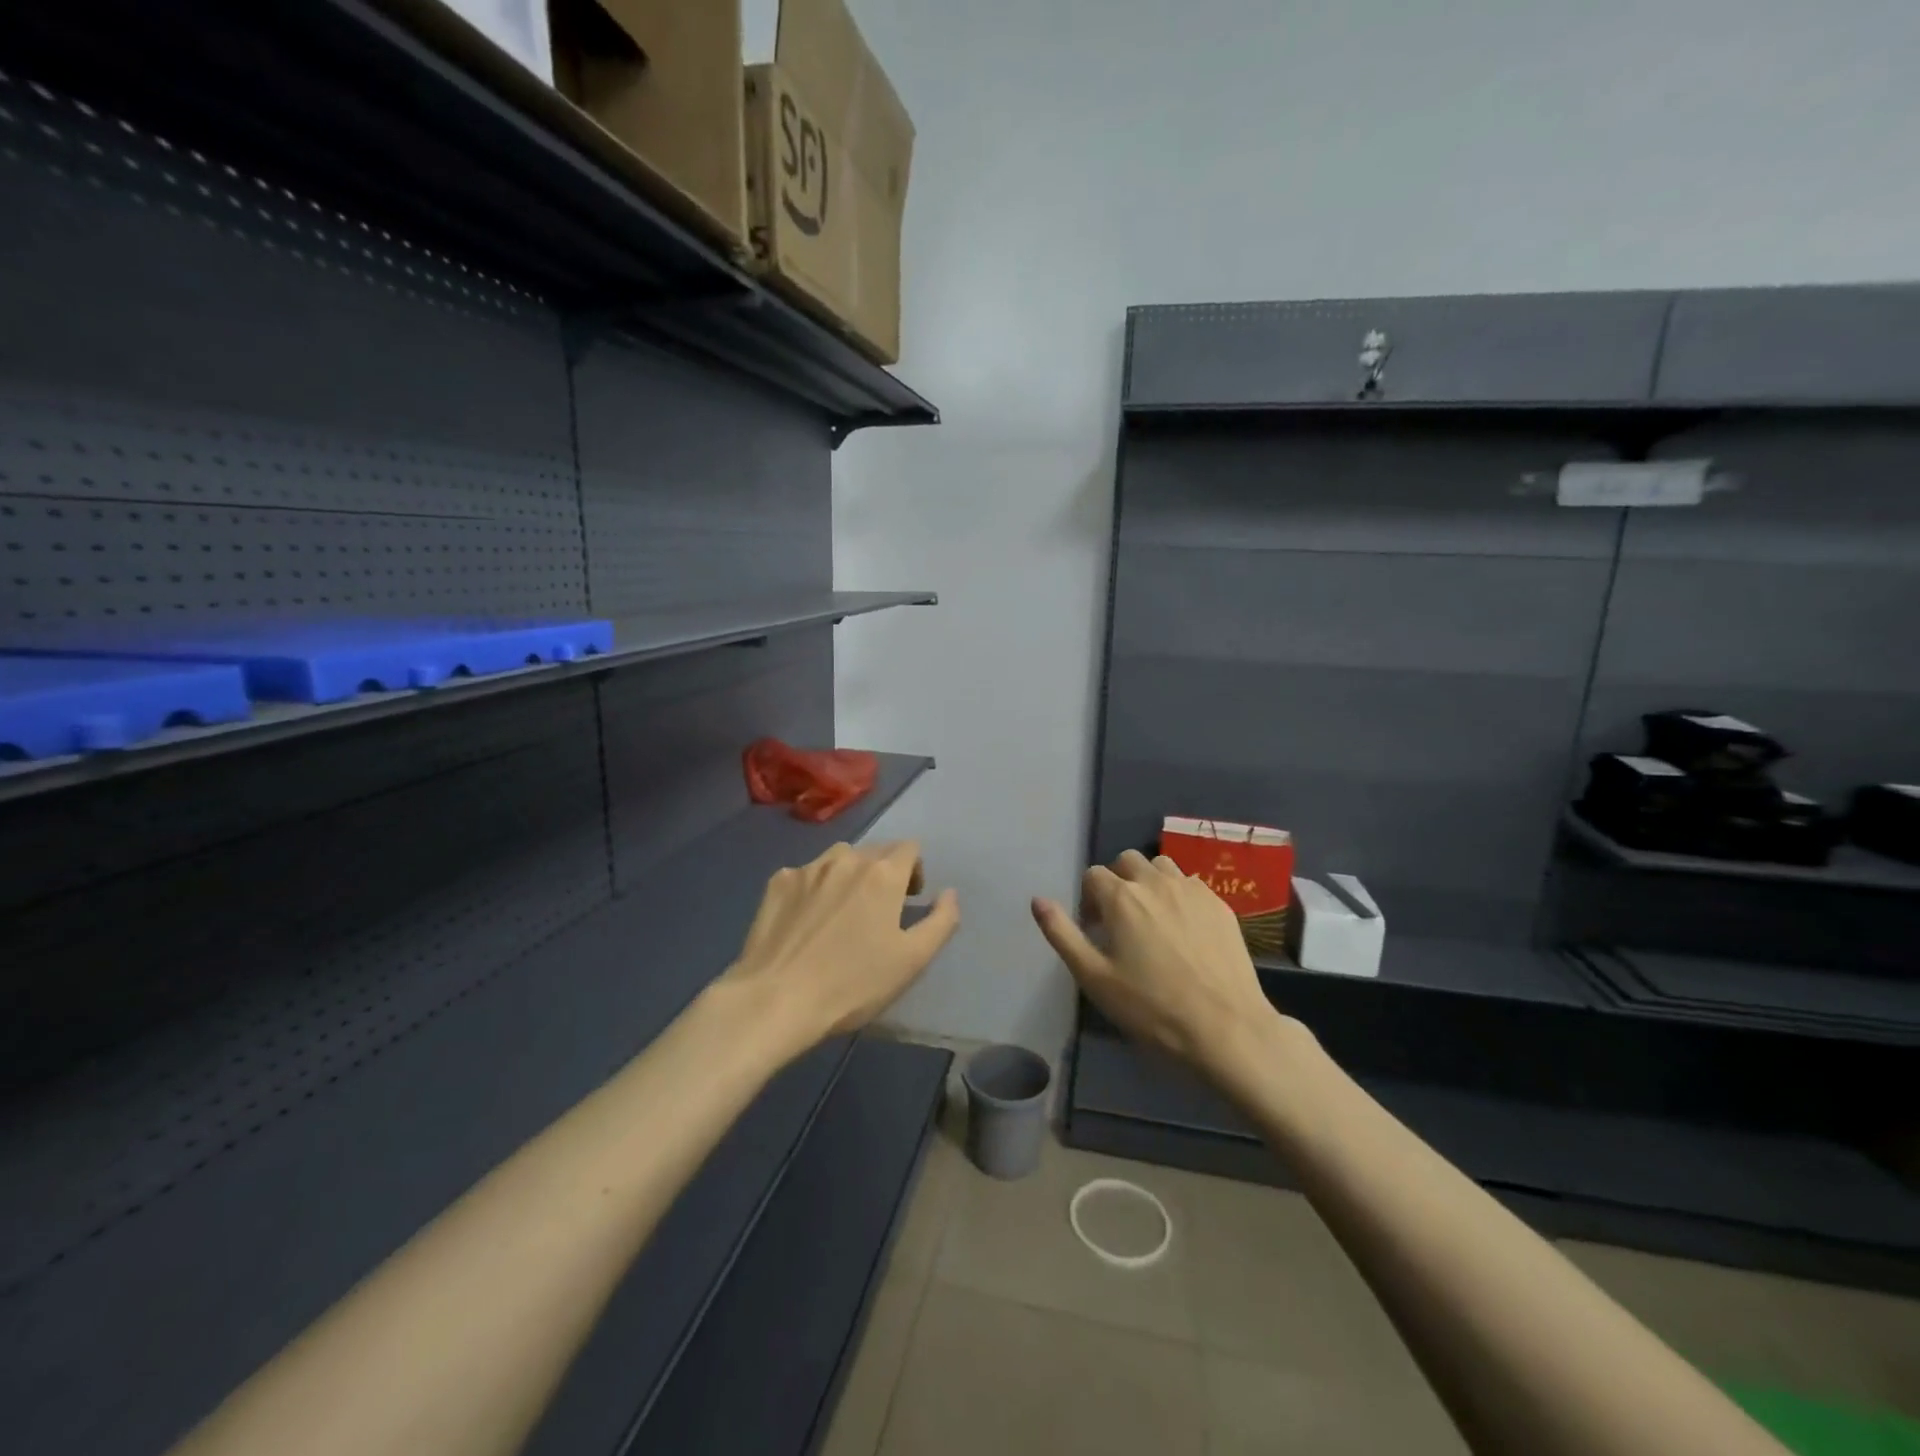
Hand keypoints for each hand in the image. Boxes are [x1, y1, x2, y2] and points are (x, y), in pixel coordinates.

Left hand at [717, 841, 959, 1057]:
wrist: (776, 999)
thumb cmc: (853, 983)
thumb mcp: (913, 960)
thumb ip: (941, 921)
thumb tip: (949, 893)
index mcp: (883, 873)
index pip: (910, 848)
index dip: (914, 871)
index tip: (908, 902)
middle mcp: (846, 858)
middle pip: (875, 851)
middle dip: (883, 873)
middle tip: (878, 913)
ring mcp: (807, 868)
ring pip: (839, 859)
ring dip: (848, 876)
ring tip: (841, 914)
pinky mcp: (777, 883)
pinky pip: (806, 874)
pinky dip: (814, 888)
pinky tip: (807, 922)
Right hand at [1032, 849, 1297, 1088]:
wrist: (1225, 1028)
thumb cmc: (1152, 1007)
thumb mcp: (1094, 977)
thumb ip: (1062, 934)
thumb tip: (1038, 900)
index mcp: (1121, 897)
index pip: (1094, 875)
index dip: (1089, 899)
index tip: (1095, 929)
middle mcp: (1156, 882)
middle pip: (1127, 861)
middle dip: (1117, 881)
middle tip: (1121, 920)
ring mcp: (1192, 890)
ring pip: (1161, 866)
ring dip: (1149, 882)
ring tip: (1153, 918)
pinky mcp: (1220, 904)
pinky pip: (1191, 884)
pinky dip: (1179, 895)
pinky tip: (1184, 929)